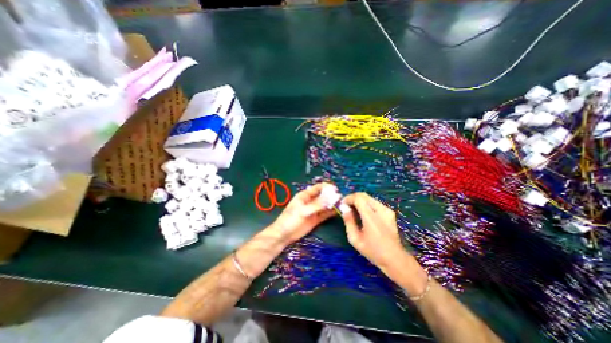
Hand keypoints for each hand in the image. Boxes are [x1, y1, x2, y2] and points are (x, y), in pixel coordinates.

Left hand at [270, 184, 336, 245]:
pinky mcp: (316, 219)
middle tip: (341, 198)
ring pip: (325, 205)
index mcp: (305, 195)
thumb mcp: (303, 210)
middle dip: (331, 196)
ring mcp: (314, 210)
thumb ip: (317, 204)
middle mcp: (311, 201)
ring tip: (341, 204)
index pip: (318, 188)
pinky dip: (331, 212)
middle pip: (323, 196)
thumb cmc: (291, 219)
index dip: (327, 187)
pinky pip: (325, 214)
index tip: (336, 190)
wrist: (284, 235)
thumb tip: (331, 197)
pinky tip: (338, 211)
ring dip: (332, 204)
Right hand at [342, 194, 412, 275]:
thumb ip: (348, 221)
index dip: (349, 198)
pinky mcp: (389, 212)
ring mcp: (387, 210)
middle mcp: (381, 210)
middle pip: (364, 195)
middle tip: (346, 206)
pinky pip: (374, 202)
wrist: (395, 258)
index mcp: (371, 217)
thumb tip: (344, 208)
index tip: (342, 204)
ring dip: (359, 201)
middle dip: (353, 198)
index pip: (358, 198)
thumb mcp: (355, 239)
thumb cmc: (373, 251)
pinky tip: (363, 214)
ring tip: (353, 210)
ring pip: (369, 198)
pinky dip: (366, 204)